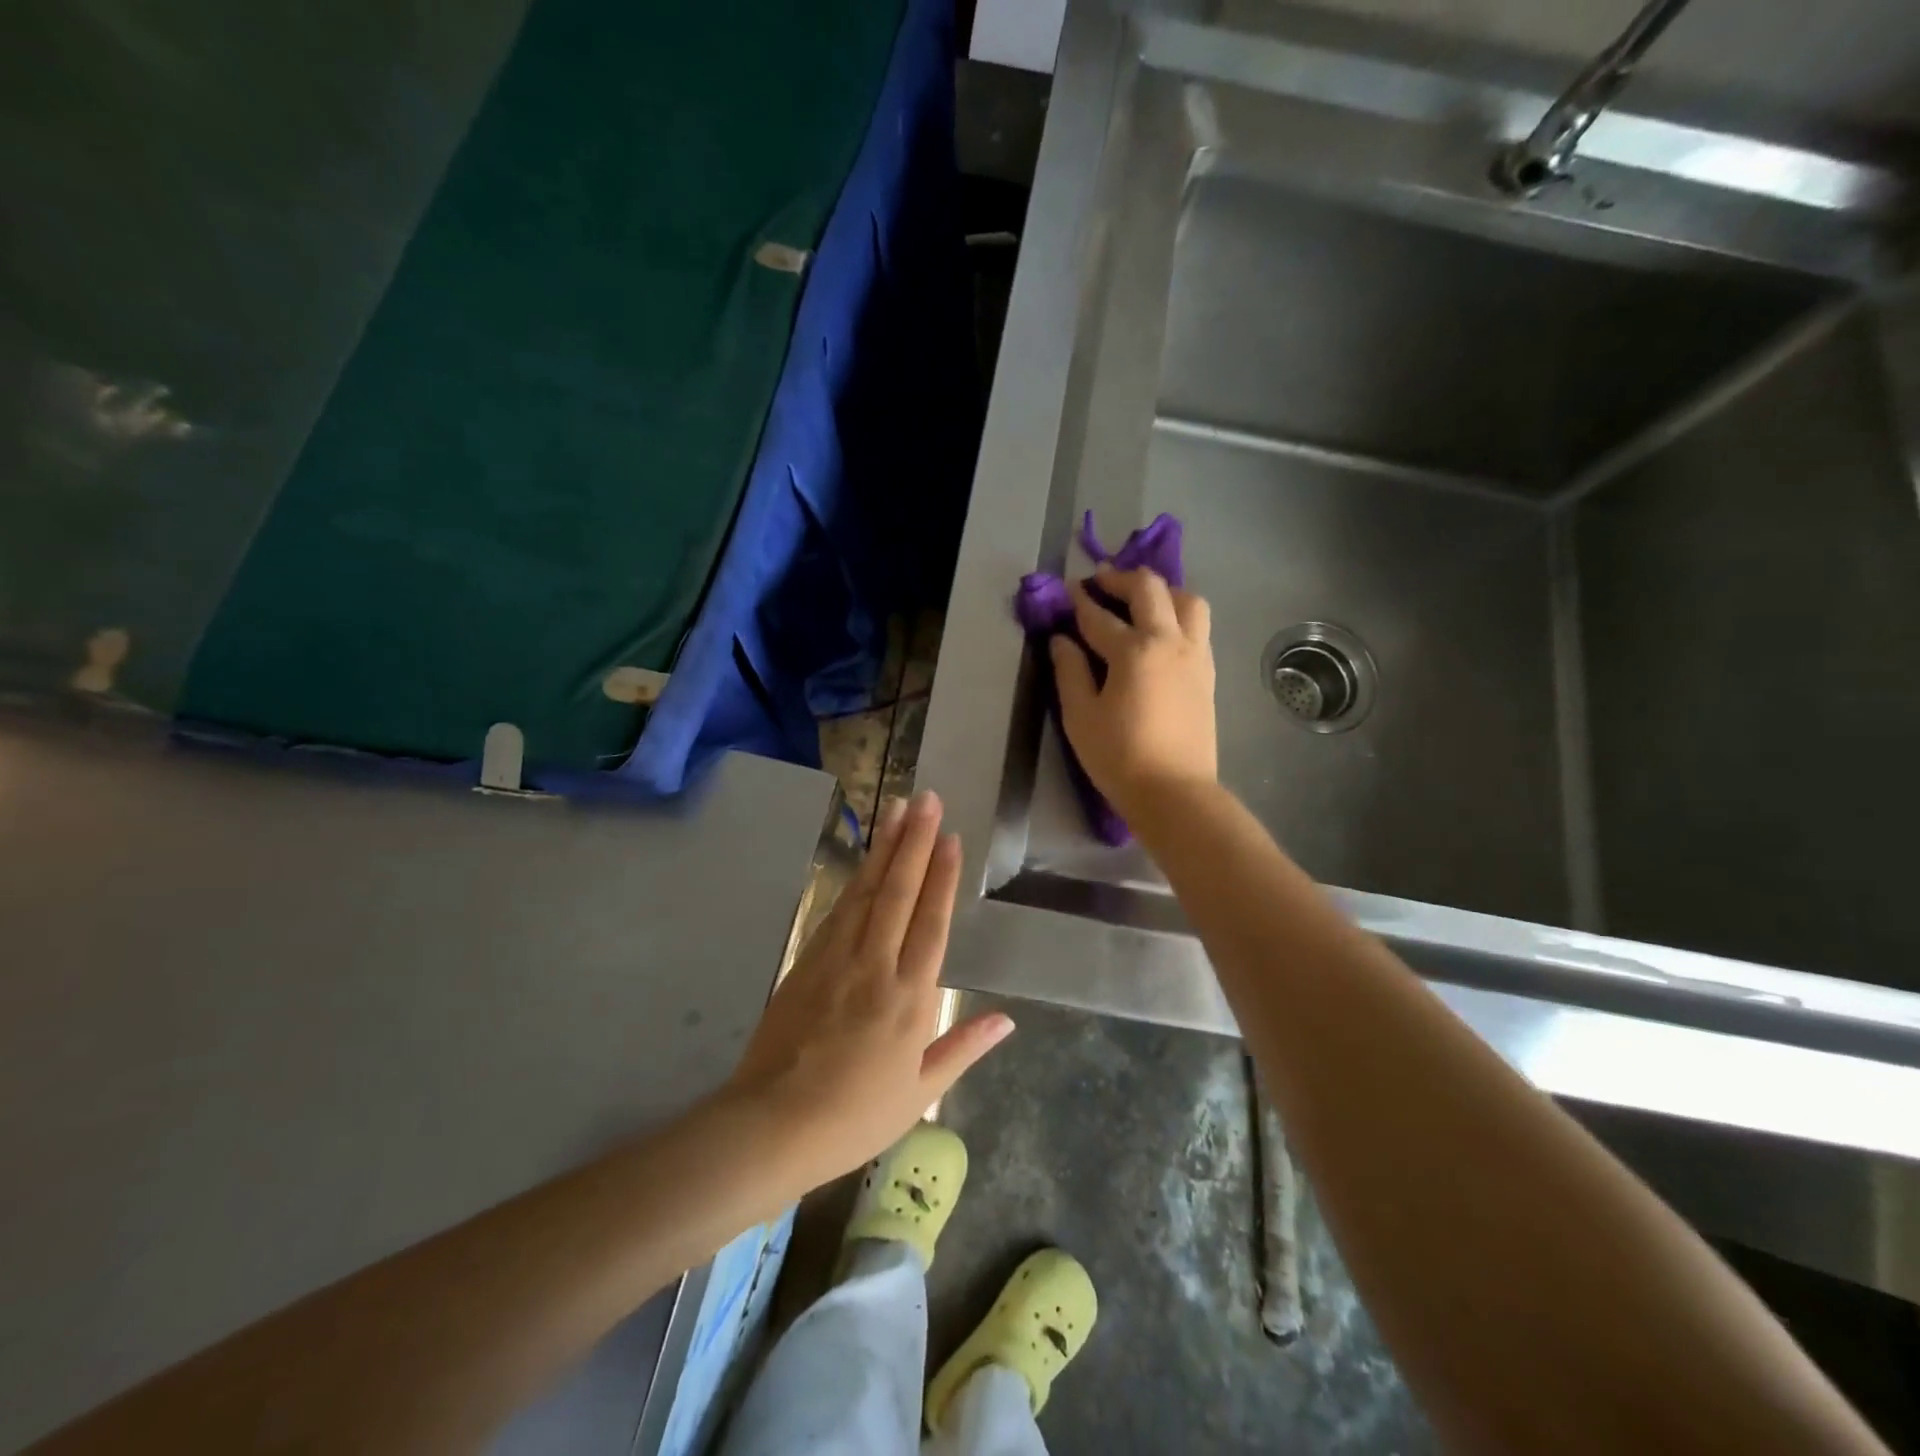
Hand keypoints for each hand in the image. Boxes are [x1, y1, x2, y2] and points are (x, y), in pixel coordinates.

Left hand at [720, 792, 1013, 1189]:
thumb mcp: (920, 1092)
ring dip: (885, 848)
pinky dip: (856, 880)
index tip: (950, 836)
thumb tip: (1008, 1020)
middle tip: (925, 798)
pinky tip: (866, 861)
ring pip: (866, 892)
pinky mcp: (807, 960)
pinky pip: (838, 910)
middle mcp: (875, 966)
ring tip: (897, 809)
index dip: (942, 875)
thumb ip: (963, 1047)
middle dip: (914, 841)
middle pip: (898, 892)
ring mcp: (836, 958)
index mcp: (910, 999)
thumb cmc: (855, 1116)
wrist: (772, 1124)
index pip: (931, 922)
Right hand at [1051, 566, 1217, 817]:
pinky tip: (1162, 630)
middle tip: (1100, 580)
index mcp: (1134, 651)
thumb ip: (1069, 671)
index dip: (1078, 601)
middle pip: (1150, 590)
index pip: (1099, 616)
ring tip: (1141, 600)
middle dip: (1121, 579)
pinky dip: (1179, 614)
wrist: (1175, 793)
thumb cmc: (1119, 757)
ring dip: (1162, 591)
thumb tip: (1061, 640)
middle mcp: (1170, 641)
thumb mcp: (1080, 716)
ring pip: (1188, 601)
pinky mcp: (1207, 672)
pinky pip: (1198, 626)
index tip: (1064, 590)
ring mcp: (1195, 655)